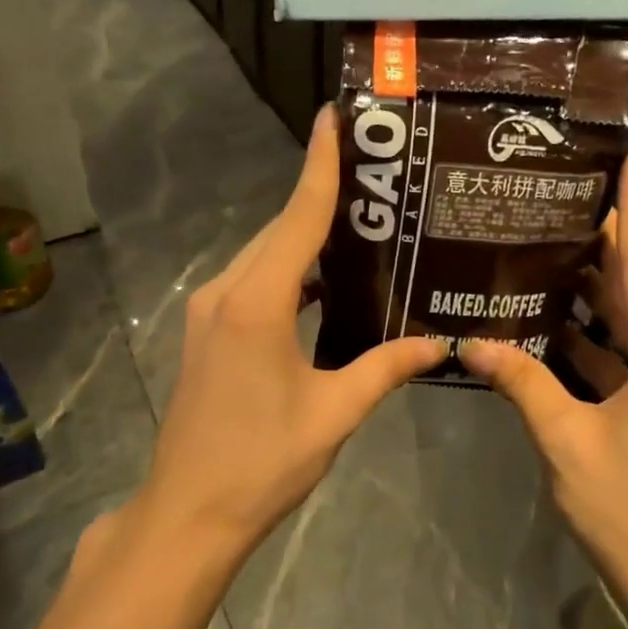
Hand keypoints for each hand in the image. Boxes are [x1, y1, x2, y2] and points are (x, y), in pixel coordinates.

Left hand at [133, 107, 445, 559]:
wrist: (188, 513)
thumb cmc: (262, 462)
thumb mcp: (334, 413)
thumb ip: (386, 368)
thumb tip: (440, 344)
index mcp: (257, 302)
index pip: (298, 217)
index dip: (320, 164)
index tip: (334, 116)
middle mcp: (226, 292)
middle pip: (280, 231)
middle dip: (322, 199)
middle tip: (377, 178)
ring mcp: (208, 311)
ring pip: (263, 256)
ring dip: (304, 239)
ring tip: (361, 226)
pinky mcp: (205, 332)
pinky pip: (252, 283)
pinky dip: (288, 272)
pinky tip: (323, 283)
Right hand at [461, 146, 627, 628]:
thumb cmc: (627, 508)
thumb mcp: (564, 442)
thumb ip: (520, 384)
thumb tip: (471, 342)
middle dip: (603, 242)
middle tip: (554, 200)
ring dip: (593, 291)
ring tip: (543, 249)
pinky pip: (627, 354)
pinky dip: (593, 337)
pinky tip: (550, 322)